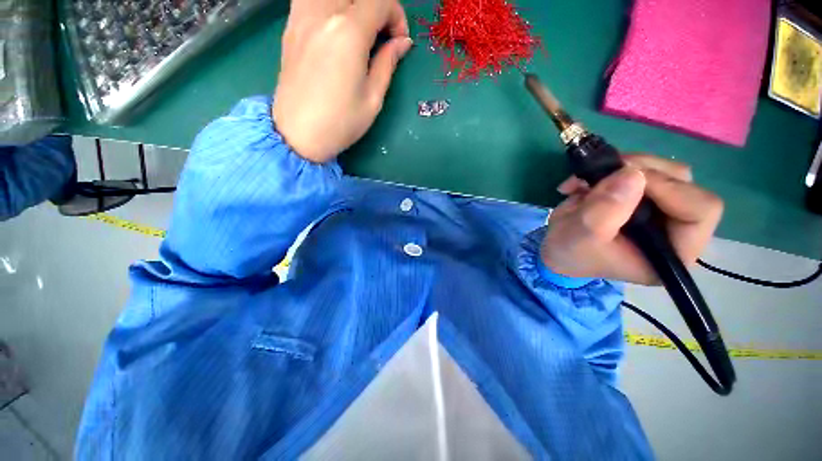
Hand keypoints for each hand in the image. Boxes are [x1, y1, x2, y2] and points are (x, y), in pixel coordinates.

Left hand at [273, 0, 411, 162]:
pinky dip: (329, 6)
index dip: (397, 17)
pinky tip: (335, 27)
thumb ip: (387, 63)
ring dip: (352, 5)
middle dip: (378, 10)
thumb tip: (402, 43)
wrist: (298, 134)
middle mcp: (322, 13)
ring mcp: (301, 17)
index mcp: (348, 32)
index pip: (381, 1)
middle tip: (382, 37)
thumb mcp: (373, 98)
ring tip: (359, 31)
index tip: (399, 43)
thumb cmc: (340, 122)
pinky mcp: (290, 27)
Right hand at [541, 154, 723, 284]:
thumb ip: (606, 210)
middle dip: (640, 171)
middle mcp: (676, 229)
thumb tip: (632, 173)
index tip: (624, 179)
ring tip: (585, 181)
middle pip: (682, 183)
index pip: (700, 210)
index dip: (669, 187)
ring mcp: (660, 210)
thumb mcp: (582, 235)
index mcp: (673, 252)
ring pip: (662, 171)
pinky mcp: (643, 197)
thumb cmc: (571, 252)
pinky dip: (611, 168)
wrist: (556, 248)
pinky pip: (640, 170)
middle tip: (601, 172)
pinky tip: (585, 182)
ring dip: (622, 168)